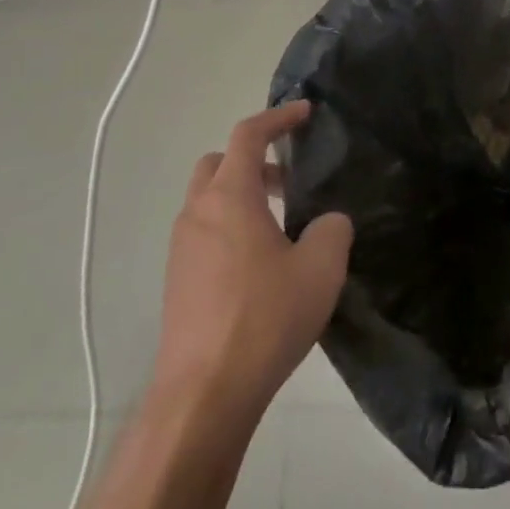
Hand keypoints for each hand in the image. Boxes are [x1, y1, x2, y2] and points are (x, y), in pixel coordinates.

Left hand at [152, 101, 353, 420]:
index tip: (304, 112)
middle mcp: (198, 213)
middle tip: (288, 180)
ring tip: (281, 226)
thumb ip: (332, 230)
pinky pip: (204, 234)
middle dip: (253, 159)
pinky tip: (260, 265)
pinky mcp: (177, 282)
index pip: (248, 136)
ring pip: (208, 201)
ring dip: (242, 197)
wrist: (203, 395)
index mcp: (229, 197)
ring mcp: (182, 249)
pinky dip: (230, 228)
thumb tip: (327, 223)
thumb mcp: (320, 268)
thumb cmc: (263, 319)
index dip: (278, 118)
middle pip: (218, 163)